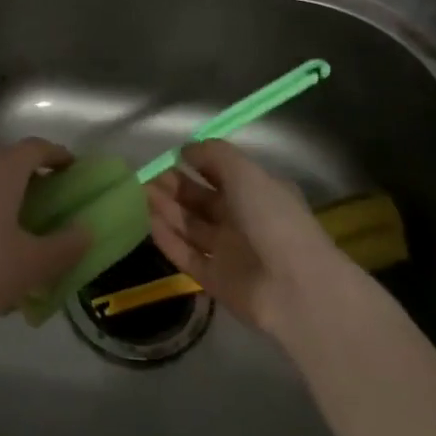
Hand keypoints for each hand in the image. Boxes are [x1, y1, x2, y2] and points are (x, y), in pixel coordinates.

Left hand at [0, 139, 89, 353]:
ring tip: (13, 232)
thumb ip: (66, 246)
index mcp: (2, 169)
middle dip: (30, 179)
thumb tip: (86, 231)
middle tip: (47, 204)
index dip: (58, 155)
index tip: (72, 168)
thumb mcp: (33, 264)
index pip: (36, 147)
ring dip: (1, 198)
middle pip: (7, 162)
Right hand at [146, 139, 358, 337]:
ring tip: (140, 195)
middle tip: (146, 177)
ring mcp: (229, 251)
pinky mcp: (215, 279)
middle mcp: (243, 220)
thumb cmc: (272, 219)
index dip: (197, 164)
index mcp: (258, 193)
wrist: (294, 286)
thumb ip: (214, 155)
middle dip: (175, 187)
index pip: (222, 174)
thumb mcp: (246, 173)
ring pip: (191, 226)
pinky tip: (149, 223)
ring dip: (167, 210)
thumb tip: (185, 149)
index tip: (170, 157)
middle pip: (202, 200)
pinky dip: (169, 239)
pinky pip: (186, 255)